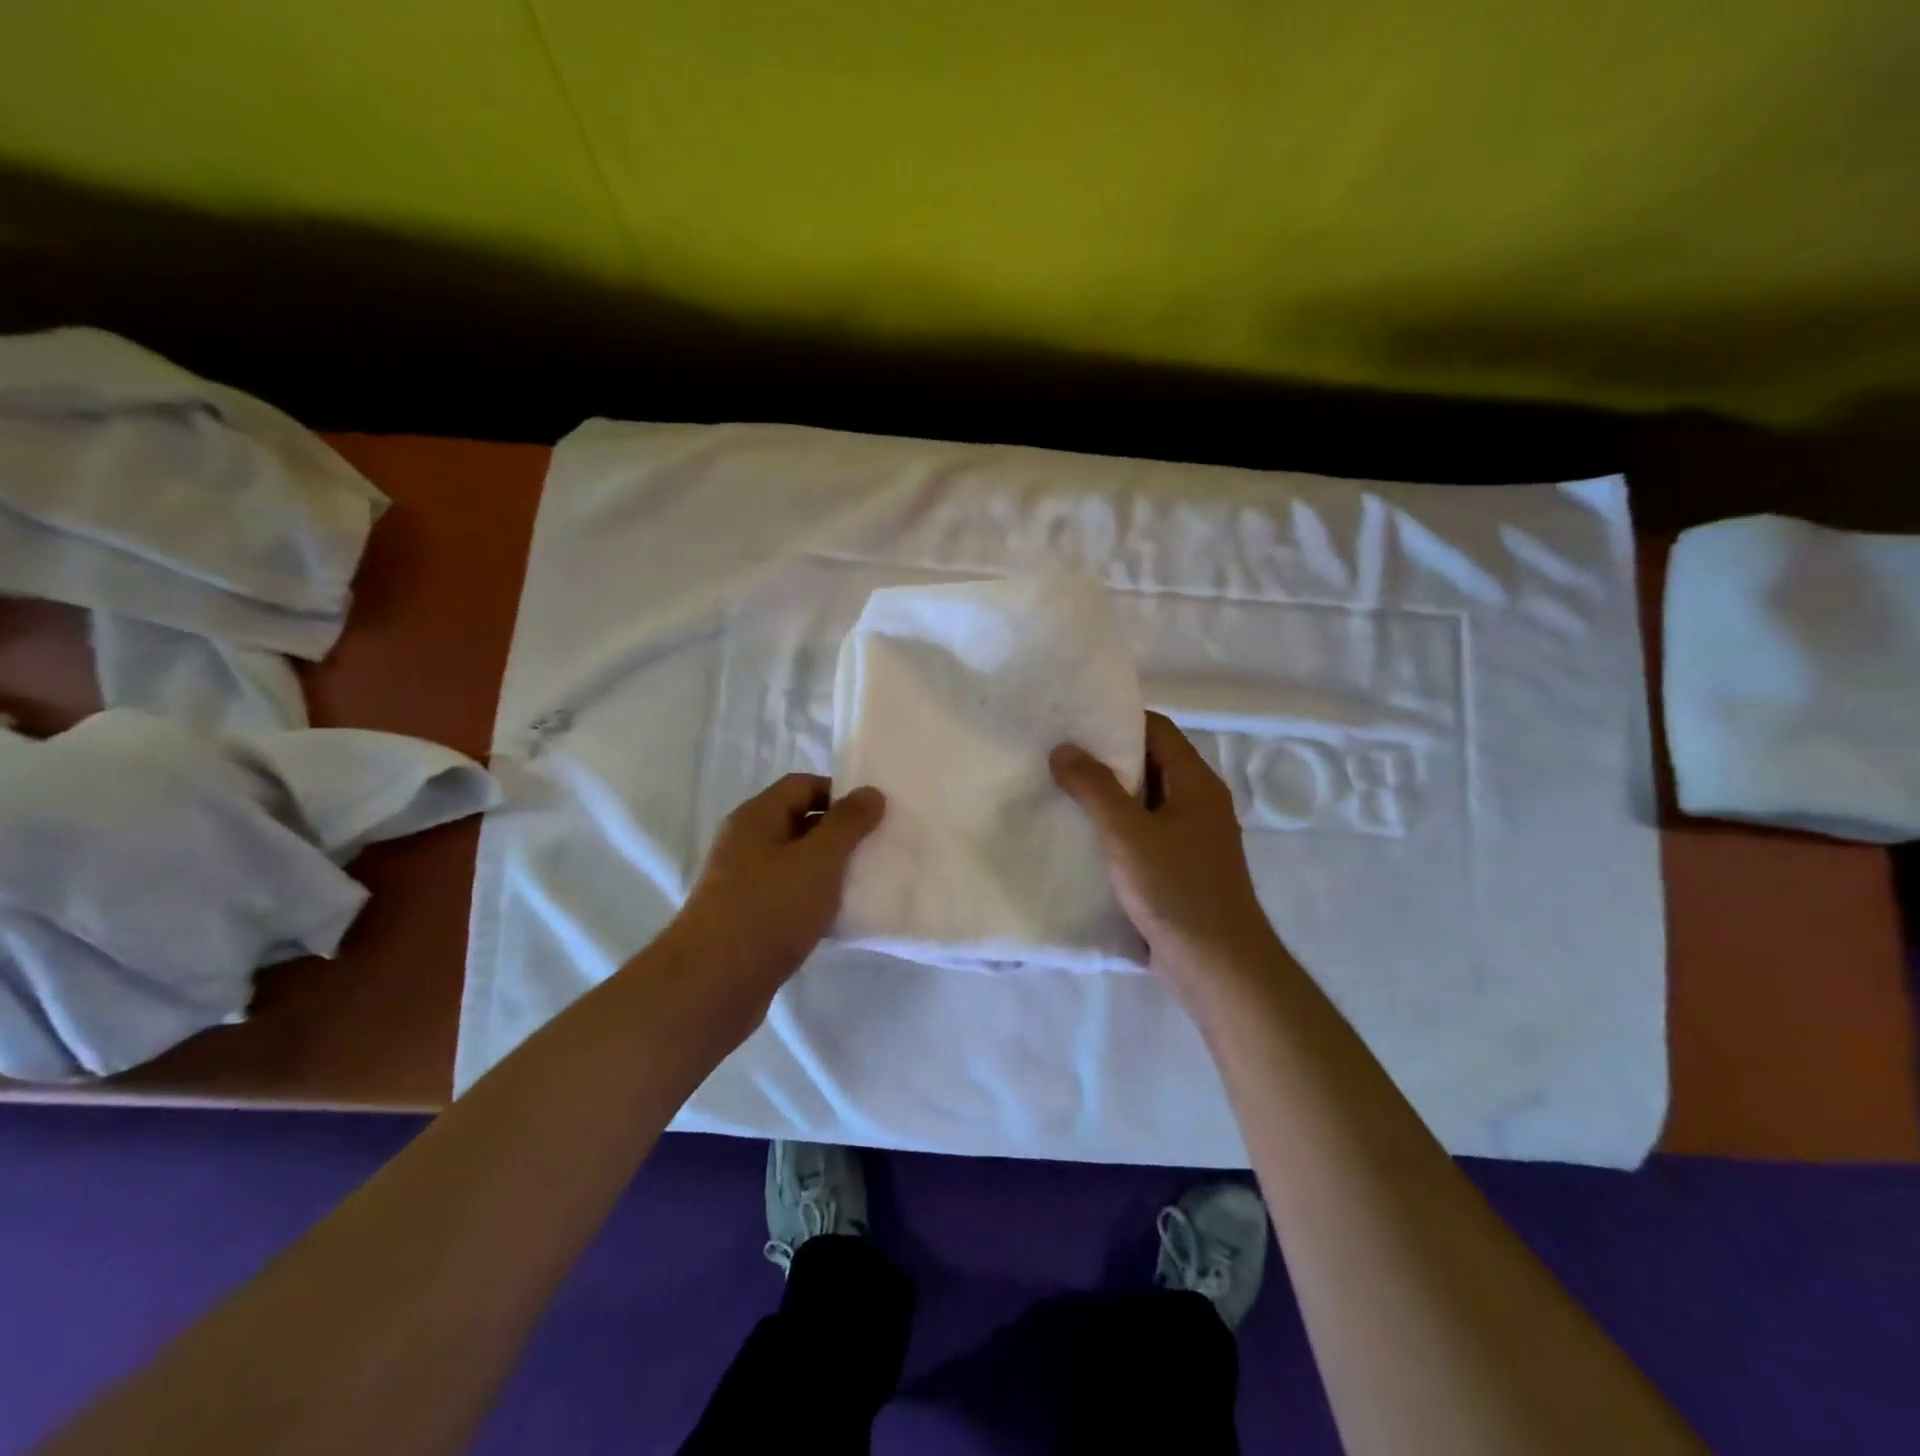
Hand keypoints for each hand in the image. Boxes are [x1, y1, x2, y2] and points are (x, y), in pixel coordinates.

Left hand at [663, 774, 884, 1012]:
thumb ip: (848, 824)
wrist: (712, 985)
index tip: (874, 816)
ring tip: (866, 883)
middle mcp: (746, 843)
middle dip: (839, 833)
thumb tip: (870, 792)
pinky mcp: (748, 919)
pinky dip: (815, 901)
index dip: (840, 793)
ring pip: (796, 863)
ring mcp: (743, 883)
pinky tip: (839, 919)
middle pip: (799, 822)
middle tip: (877, 848)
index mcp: (757, 817)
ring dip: (829, 870)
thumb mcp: (818, 860)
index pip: (803, 785)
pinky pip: (789, 897)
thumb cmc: (769, 909)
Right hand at [1051, 712, 1287, 987]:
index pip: (1156, 729)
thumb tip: (1063, 748)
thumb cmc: (1175, 890)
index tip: (1073, 722)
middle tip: (1058, 756)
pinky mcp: (1184, 866)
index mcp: (1196, 782)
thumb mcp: (1126, 833)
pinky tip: (1086, 837)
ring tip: (1063, 791)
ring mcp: (1195, 835)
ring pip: (1147, 799)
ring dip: (1110, 794)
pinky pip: (1147, 831)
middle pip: (1151, 762)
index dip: (1116, 720)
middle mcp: (1200, 801)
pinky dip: (1119, 826)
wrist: (1219, 965)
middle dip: (1106, 757)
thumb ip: (1093, 787)